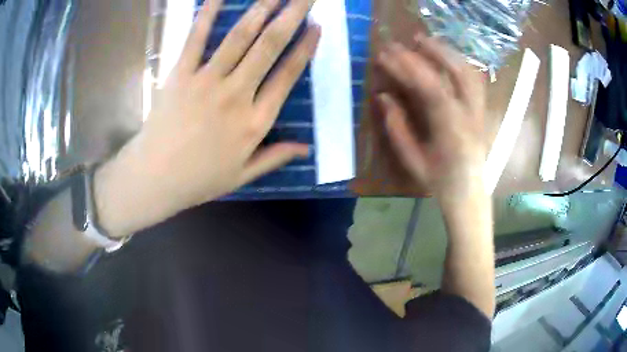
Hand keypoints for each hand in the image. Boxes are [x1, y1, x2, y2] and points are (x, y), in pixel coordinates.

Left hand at [95, 0, 319, 236]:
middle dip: (292, 15)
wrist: (155, 178)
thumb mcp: (242, 175)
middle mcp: (237, 94)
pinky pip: (197, 39)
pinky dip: (208, 14)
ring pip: (240, 36)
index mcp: (255, 121)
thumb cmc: (199, 179)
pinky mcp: (180, 74)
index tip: (317, 27)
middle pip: (270, 46)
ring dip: (261, 8)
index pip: (288, 75)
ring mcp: (207, 81)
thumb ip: (275, 157)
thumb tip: (307, 148)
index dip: (306, 48)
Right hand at [377, 35, 486, 204]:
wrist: (468, 195)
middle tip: (406, 41)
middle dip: (429, 52)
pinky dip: (457, 64)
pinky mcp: (480, 111)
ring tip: (425, 42)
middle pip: (455, 72)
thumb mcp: (412, 159)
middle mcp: (470, 115)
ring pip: (468, 73)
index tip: (385, 56)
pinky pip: (473, 81)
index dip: (405, 68)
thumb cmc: (439, 182)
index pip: (429, 87)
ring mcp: (479, 111)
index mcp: (451, 128)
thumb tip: (383, 96)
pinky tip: (445, 58)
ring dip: (446, 53)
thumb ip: (397, 127)